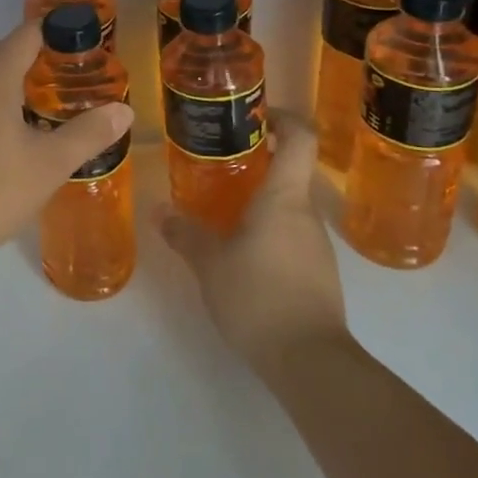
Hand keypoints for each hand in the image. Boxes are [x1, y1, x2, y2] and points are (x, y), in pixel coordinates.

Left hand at [0, 22, 134, 270]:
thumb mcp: (48, 165)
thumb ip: (88, 134)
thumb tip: (124, 110)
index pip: (29, 33)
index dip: (59, 33)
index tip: (86, 46)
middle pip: (6, 55)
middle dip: (41, 63)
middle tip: (75, 84)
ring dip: (14, 89)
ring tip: (46, 113)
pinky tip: (4, 142)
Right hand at [160, 114, 349, 370]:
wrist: (310, 362)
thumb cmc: (258, 296)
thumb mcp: (210, 264)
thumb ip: (185, 233)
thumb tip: (159, 210)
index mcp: (284, 197)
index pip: (301, 138)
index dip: (284, 118)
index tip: (257, 114)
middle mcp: (307, 212)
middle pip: (291, 171)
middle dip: (258, 163)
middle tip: (220, 164)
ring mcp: (316, 245)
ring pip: (289, 207)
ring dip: (260, 201)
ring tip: (222, 210)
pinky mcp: (318, 273)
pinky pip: (291, 236)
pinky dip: (268, 232)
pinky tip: (241, 253)